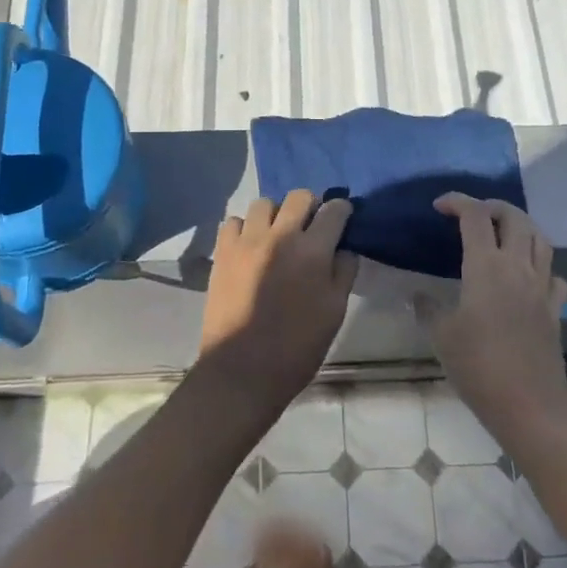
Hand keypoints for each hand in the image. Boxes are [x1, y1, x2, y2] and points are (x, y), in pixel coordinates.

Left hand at [199, 191, 357, 411]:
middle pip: (299, 196)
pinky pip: (233, 222)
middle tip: (310, 228)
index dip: (342, 210)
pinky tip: (250, 246)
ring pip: (264, 204)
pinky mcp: (222, 252)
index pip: (334, 210)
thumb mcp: (334, 313)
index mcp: (313, 251)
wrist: (242, 370)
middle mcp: (280, 236)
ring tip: (277, 236)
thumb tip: (344, 248)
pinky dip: (244, 228)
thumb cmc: (296, 347)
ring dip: (276, 214)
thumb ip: (343, 273)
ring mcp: (247, 241)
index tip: (342, 218)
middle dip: (311, 206)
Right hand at [423, 194, 566, 440]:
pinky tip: (529, 276)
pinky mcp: (555, 309)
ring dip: (521, 226)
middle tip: (473, 214)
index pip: (475, 216)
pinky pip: (554, 274)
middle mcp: (518, 267)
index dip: (457, 202)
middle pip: (514, 217)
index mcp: (486, 267)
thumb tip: (418, 295)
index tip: (439, 206)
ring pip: (540, 238)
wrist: (529, 404)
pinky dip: (541, 265)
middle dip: (492, 206)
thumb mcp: (441, 336)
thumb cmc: (478, 367)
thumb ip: (428, 308)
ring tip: (502, 233)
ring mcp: (542, 287)